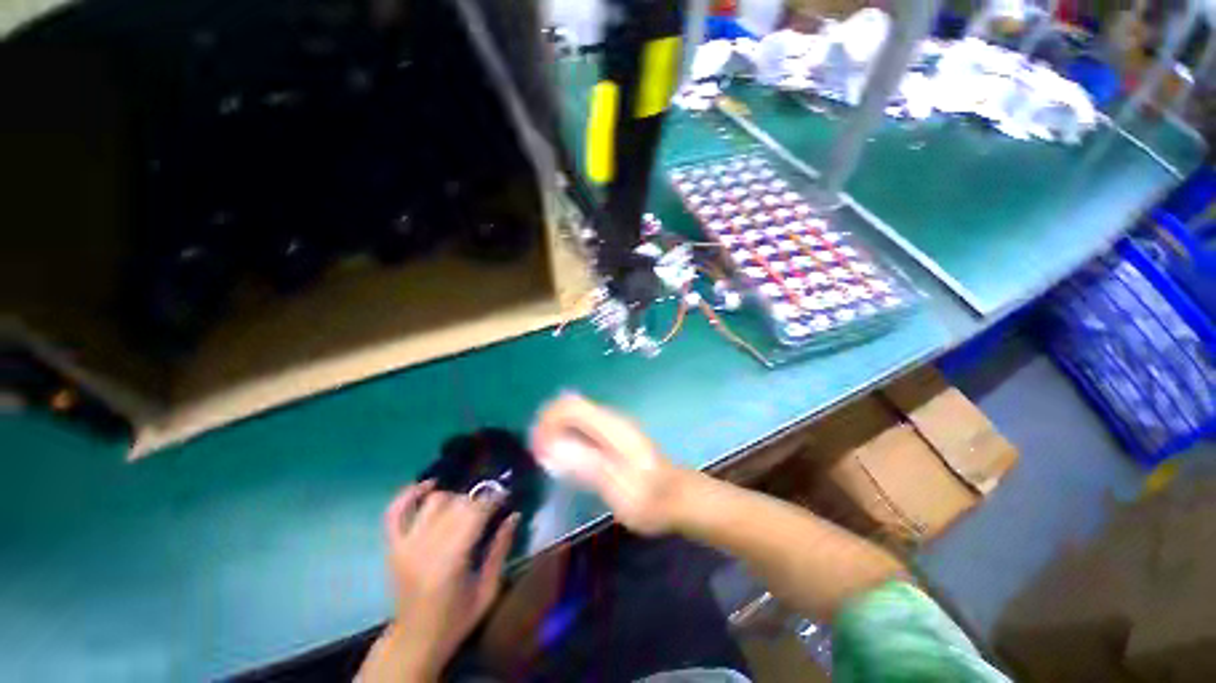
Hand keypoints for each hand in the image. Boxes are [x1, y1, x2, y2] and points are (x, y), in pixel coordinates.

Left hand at [377, 482, 517, 680]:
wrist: (414, 641)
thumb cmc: (456, 618)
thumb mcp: (488, 590)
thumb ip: (501, 550)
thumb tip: (514, 515)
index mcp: (450, 562)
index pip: (474, 514)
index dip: (493, 499)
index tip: (506, 495)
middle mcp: (424, 548)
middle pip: (455, 504)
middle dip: (477, 498)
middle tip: (490, 503)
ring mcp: (405, 545)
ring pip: (433, 502)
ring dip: (454, 497)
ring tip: (465, 505)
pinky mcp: (393, 546)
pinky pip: (396, 512)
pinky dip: (410, 494)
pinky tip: (428, 486)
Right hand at [531, 394, 685, 535]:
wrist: (678, 498)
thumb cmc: (650, 499)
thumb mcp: (617, 488)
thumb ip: (586, 464)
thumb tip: (552, 446)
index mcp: (611, 427)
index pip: (570, 406)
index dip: (547, 421)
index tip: (538, 450)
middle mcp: (611, 419)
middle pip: (570, 406)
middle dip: (548, 426)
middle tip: (539, 456)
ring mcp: (613, 426)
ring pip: (575, 415)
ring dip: (556, 431)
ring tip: (547, 459)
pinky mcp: (614, 436)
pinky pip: (582, 426)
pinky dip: (567, 436)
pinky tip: (566, 459)